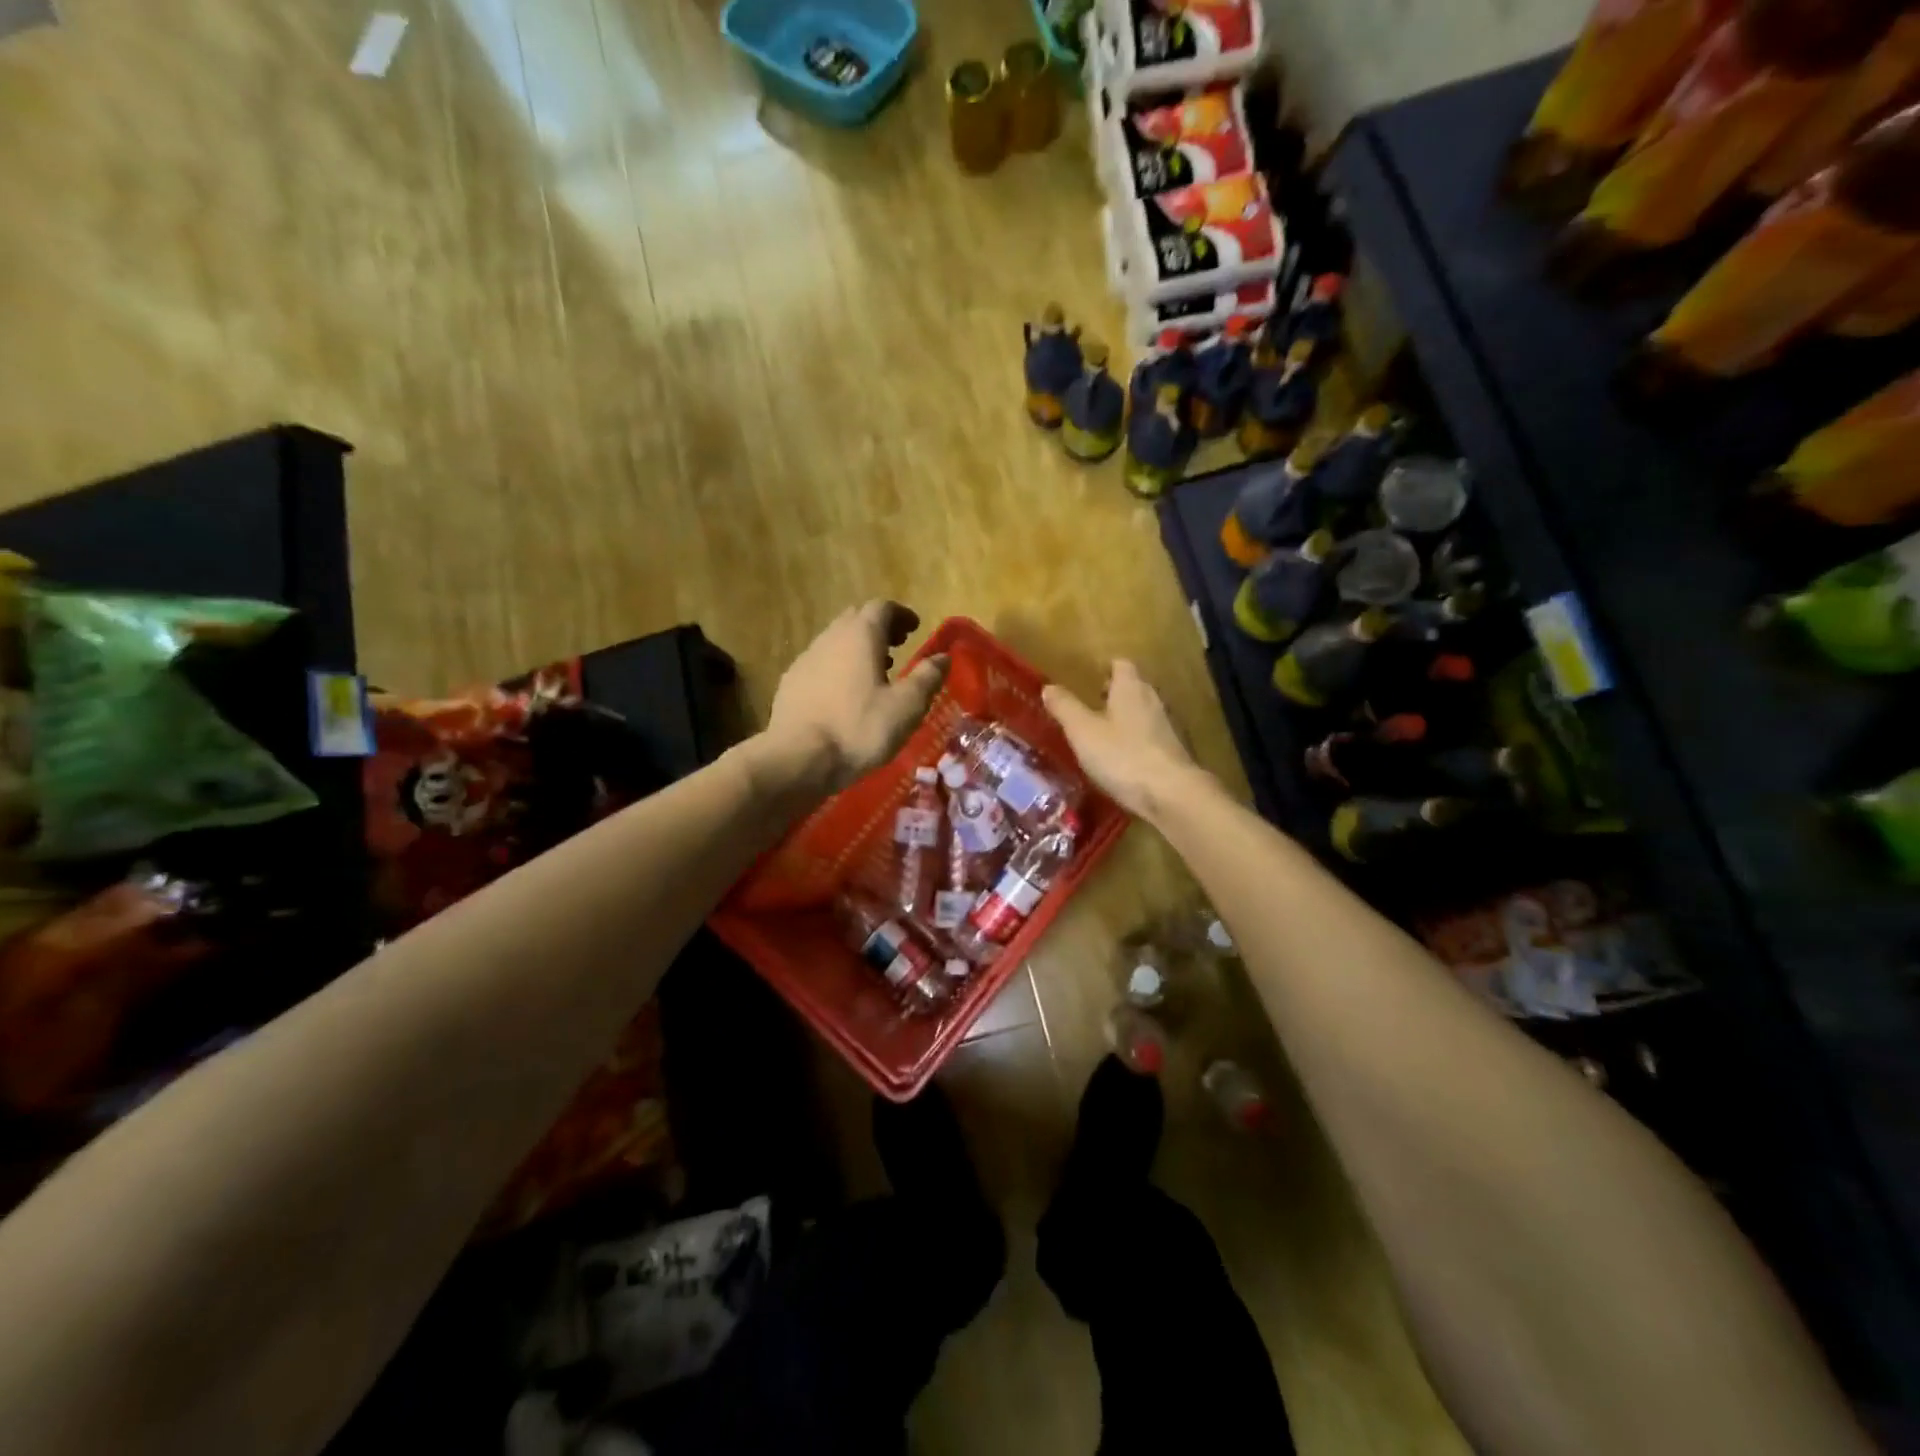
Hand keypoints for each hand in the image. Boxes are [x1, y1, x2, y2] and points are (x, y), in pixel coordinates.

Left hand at [765, 601, 948, 794]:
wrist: (798, 758)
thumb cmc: (859, 729)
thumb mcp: (906, 706)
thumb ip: (927, 677)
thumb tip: (943, 657)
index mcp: (860, 636)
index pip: (882, 608)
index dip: (901, 614)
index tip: (915, 628)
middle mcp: (830, 638)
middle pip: (856, 619)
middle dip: (879, 628)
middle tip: (897, 645)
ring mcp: (806, 659)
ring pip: (835, 641)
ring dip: (857, 648)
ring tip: (874, 671)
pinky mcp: (790, 683)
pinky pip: (820, 663)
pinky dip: (838, 667)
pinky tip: (844, 694)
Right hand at [1042, 659, 1203, 821]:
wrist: (1170, 793)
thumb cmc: (1122, 755)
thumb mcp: (1083, 731)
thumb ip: (1065, 707)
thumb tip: (1048, 687)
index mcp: (1130, 688)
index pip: (1121, 665)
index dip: (1106, 668)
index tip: (1089, 678)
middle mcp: (1152, 700)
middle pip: (1134, 687)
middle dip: (1114, 693)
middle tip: (1091, 704)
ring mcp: (1166, 727)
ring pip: (1142, 712)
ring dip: (1125, 718)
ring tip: (1101, 733)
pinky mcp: (1172, 752)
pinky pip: (1149, 736)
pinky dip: (1135, 740)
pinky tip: (1120, 758)